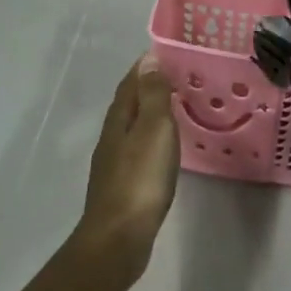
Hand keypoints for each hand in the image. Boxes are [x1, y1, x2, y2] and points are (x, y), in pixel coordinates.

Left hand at [77, 53, 180, 274]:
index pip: (131, 83)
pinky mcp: (123, 185)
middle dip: (148, 87)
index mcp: (118, 119)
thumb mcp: (153, 129)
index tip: (168, 53)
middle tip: (177, 77)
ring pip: (133, 127)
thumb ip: (152, 96)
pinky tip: (164, 147)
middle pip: (129, 103)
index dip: (146, 67)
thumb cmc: (140, 179)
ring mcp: (115, 163)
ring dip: (150, 113)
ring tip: (176, 107)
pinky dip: (151, 138)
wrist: (119, 238)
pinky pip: (138, 149)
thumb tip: (149, 61)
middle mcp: (112, 136)